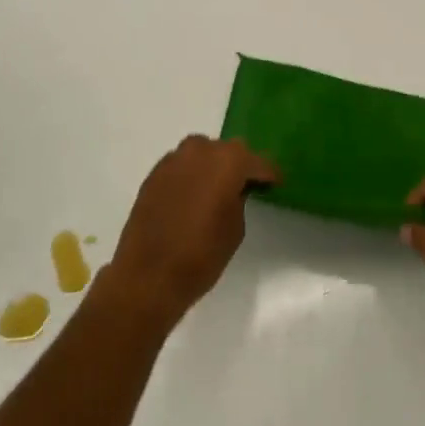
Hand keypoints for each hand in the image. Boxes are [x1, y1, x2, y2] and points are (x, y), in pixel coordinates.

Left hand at [102, 136, 278, 332]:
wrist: (148, 275)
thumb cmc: (201, 254)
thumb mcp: (235, 229)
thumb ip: (239, 199)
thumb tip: (234, 189)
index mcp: (229, 161)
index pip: (258, 162)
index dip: (269, 174)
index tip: (276, 183)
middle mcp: (201, 150)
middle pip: (229, 151)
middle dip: (239, 165)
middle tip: (247, 185)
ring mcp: (174, 159)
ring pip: (203, 153)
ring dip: (213, 166)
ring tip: (217, 188)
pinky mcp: (155, 173)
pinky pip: (182, 165)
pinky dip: (191, 174)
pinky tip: (192, 195)